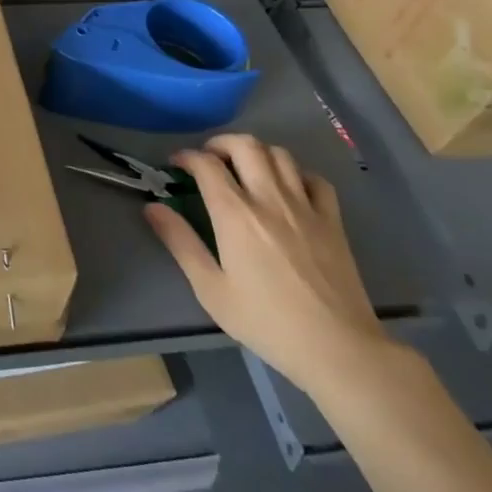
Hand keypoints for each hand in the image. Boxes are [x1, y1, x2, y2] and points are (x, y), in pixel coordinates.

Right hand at [146, 133, 393, 398]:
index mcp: (235, 214)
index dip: (187, 156)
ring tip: (244, 168)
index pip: (207, 164)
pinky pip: (315, 179)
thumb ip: (181, 243)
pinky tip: (287, 187)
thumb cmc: (266, 322)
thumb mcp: (211, 289)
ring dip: (256, 152)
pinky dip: (296, 173)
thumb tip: (153, 208)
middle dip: (221, 143)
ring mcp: (306, 207)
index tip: (177, 165)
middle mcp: (270, 199)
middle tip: (209, 159)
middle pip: (246, 145)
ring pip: (280, 154)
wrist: (338, 348)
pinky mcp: (333, 221)